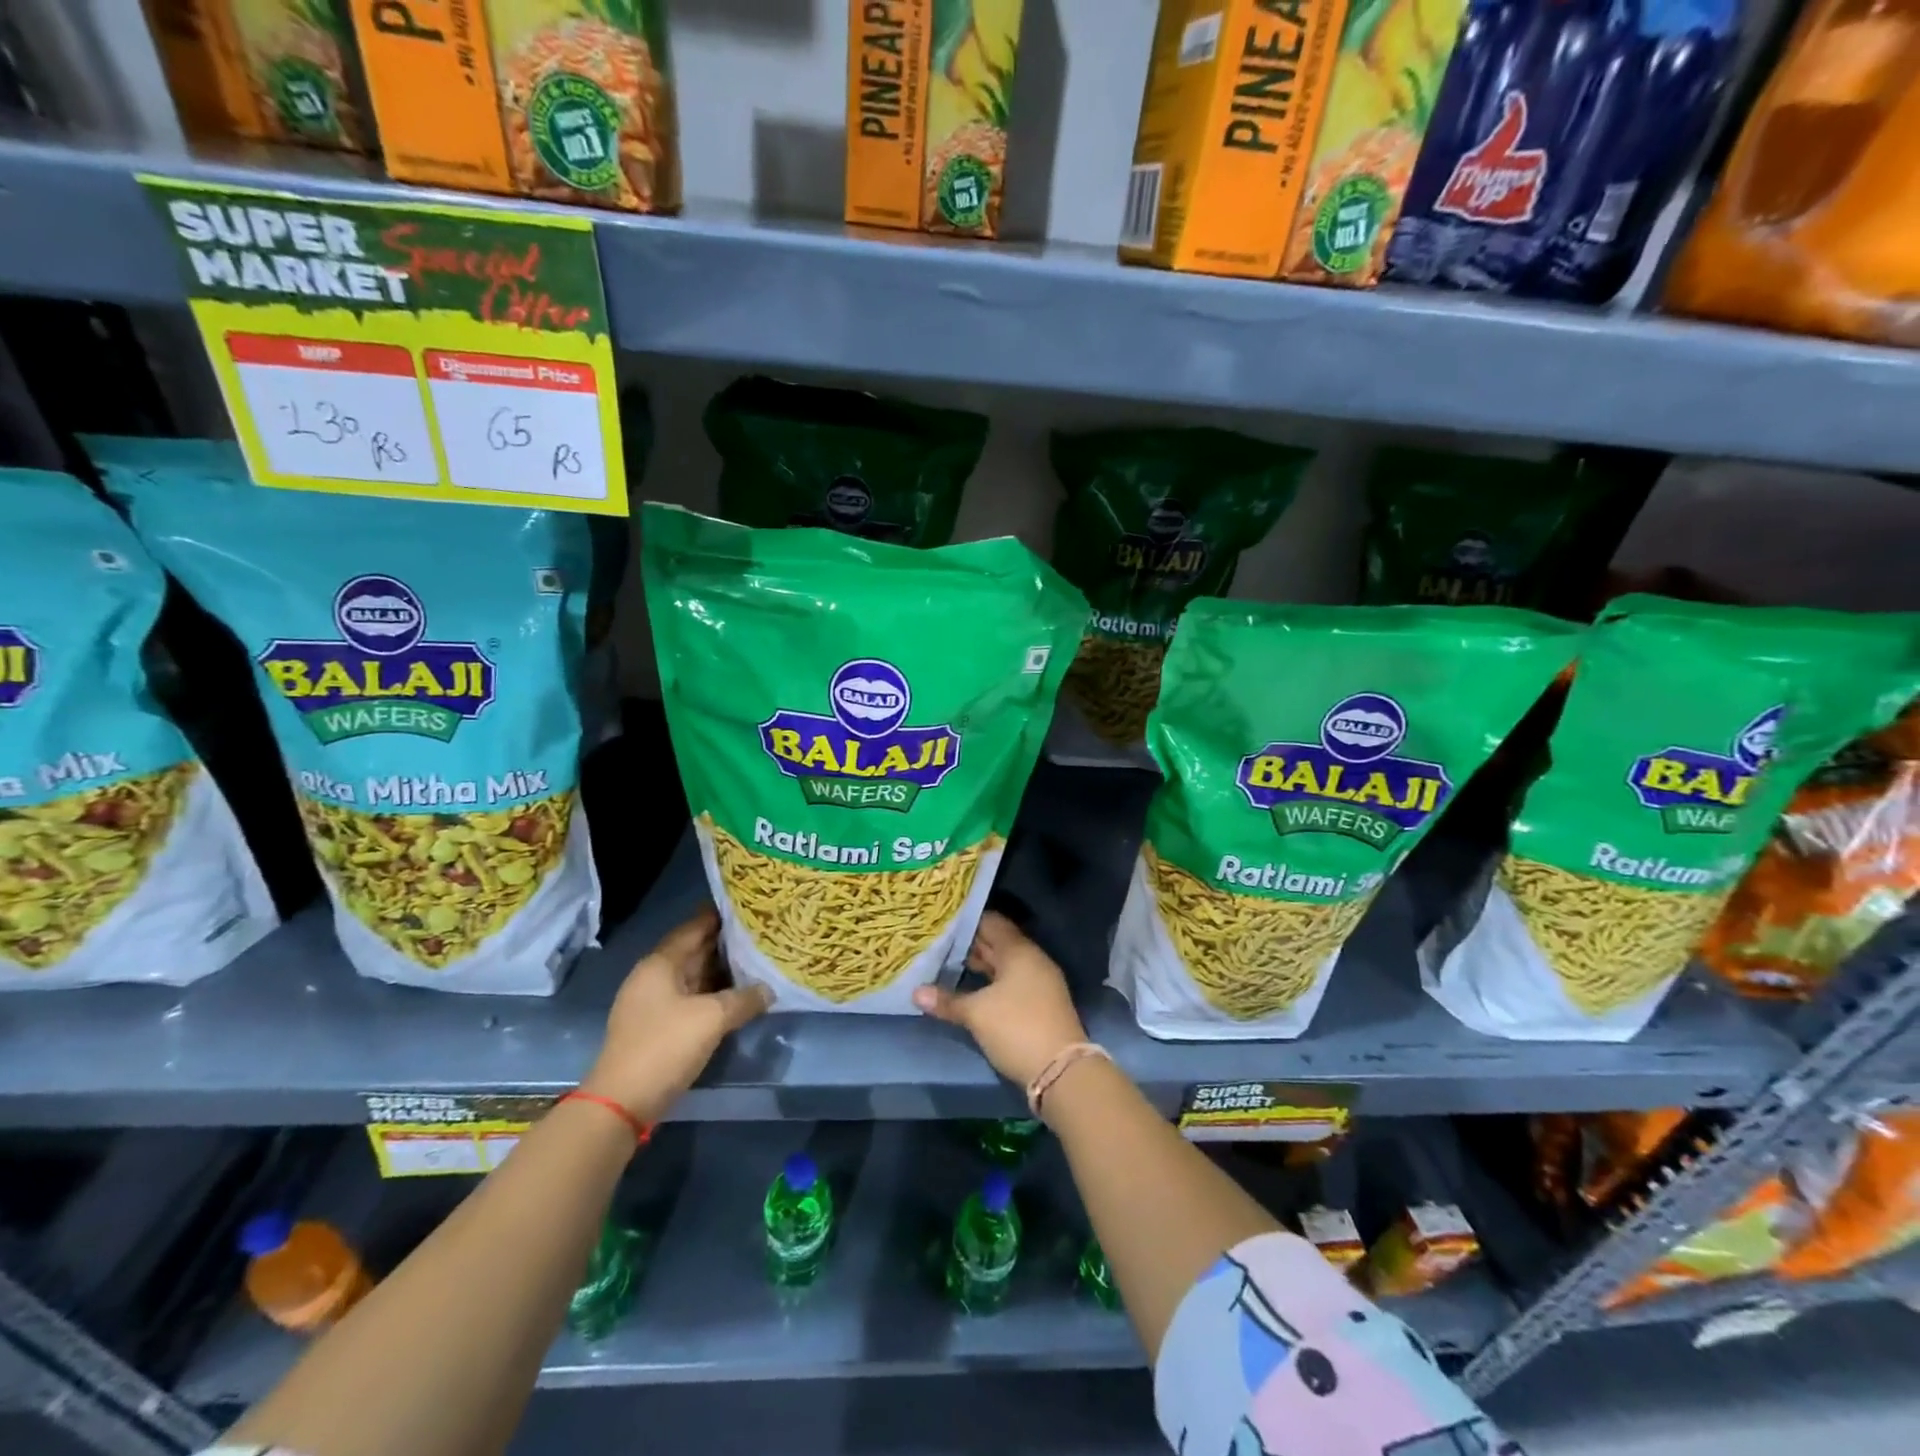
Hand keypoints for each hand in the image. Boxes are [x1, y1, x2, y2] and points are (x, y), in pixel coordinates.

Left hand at [583, 907, 770, 1121]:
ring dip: (723, 970)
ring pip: (696, 976)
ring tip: (759, 959)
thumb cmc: (665, 1046)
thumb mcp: (712, 1018)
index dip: (720, 916)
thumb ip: (744, 998)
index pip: (694, 928)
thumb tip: (769, 990)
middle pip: (695, 950)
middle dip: (726, 942)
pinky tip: (740, 995)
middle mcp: (655, 977)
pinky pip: (694, 999)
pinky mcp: (660, 1027)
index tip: (750, 905)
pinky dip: (716, 994)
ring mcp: (655, 1003)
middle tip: (762, 932)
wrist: (622, 1103)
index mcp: (660, 964)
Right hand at [913, 912, 1087, 1087]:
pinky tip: (971, 988)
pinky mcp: (1040, 1002)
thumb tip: (916, 992)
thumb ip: (947, 1001)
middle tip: (938, 942)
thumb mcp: (977, 1014)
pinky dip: (991, 980)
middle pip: (998, 942)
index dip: (966, 920)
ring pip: (1004, 963)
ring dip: (980, 964)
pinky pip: (1011, 980)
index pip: (991, 922)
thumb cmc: (1017, 1028)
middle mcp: (1032, 959)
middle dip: (969, 943)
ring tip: (947, 962)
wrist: (1061, 1071)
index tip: (942, 921)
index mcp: (1019, 951)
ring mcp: (1039, 981)